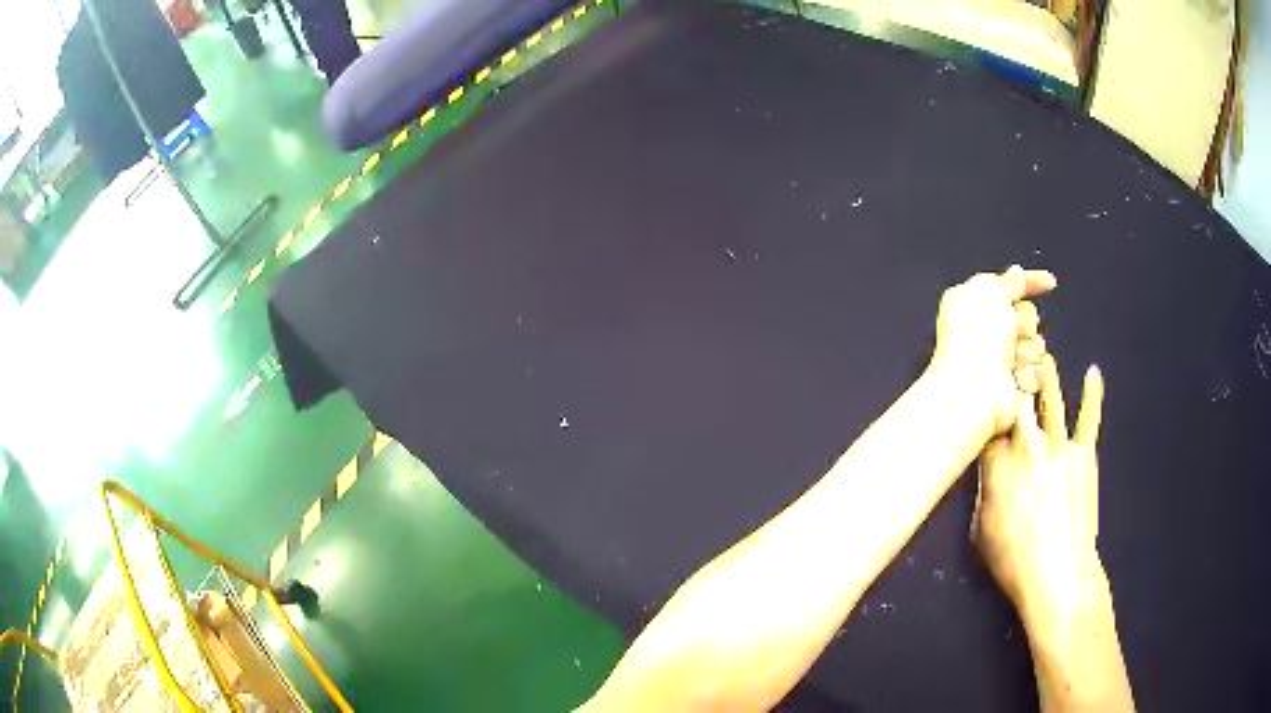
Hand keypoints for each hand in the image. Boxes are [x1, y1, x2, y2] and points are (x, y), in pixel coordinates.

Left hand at [930, 266, 1055, 433]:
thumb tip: (1017, 273)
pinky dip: (1029, 375)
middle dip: (1024, 322)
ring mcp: (1001, 361)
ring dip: (1028, 350)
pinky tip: (1016, 380)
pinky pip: (1038, 373)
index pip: (1009, 287)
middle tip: (1011, 333)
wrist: (974, 390)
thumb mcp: (990, 293)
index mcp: (973, 304)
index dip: (1031, 283)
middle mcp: (987, 331)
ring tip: (1011, 361)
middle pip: (1028, 316)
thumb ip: (1007, 282)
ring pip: (1037, 345)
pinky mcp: (1013, 387)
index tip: (1050, 283)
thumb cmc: (976, 338)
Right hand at [973, 354, 1108, 621]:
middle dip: (1014, 372)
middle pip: (1019, 398)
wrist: (1058, 573)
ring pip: (1052, 400)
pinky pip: (1089, 420)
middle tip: (1010, 348)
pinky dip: (1093, 396)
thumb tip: (990, 474)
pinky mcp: (1084, 456)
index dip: (985, 402)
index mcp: (998, 464)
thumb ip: (985, 492)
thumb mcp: (982, 529)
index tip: (982, 383)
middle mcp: (1027, 445)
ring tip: (1043, 352)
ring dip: (1047, 374)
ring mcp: (1059, 447)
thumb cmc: (1012, 559)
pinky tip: (1093, 372)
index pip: (989, 423)